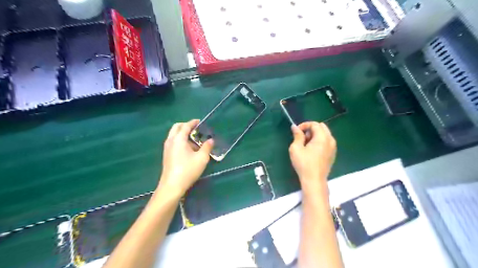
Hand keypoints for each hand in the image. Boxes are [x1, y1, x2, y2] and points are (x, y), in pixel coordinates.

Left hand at [158, 119, 213, 196]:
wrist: (172, 186)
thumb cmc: (188, 170)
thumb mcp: (201, 158)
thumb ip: (207, 147)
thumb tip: (211, 140)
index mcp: (178, 139)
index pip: (185, 126)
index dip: (193, 122)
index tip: (200, 121)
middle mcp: (170, 141)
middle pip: (176, 127)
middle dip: (186, 126)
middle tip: (196, 129)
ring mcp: (167, 148)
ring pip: (174, 135)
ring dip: (183, 134)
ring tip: (195, 141)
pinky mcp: (166, 155)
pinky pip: (173, 142)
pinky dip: (180, 141)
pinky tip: (189, 150)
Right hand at [287, 122, 335, 193]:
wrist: (314, 180)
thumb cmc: (304, 164)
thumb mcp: (296, 148)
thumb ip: (297, 135)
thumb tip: (295, 127)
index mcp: (322, 137)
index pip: (314, 124)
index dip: (304, 125)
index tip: (296, 131)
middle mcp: (330, 140)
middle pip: (322, 127)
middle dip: (311, 129)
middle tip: (302, 137)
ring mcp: (333, 147)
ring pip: (325, 134)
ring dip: (315, 135)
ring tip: (306, 144)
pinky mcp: (333, 154)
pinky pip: (327, 141)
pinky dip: (319, 141)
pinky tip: (312, 150)